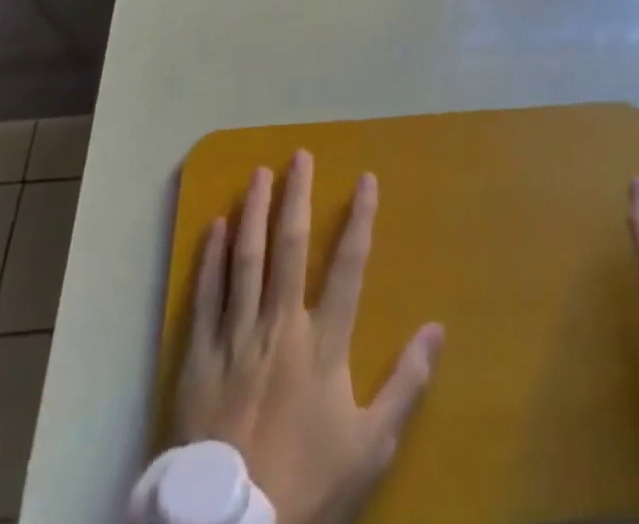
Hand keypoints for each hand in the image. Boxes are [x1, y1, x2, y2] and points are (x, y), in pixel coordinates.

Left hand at [174, 151, 444, 523]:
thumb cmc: (307, 482)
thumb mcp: (371, 444)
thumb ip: (406, 383)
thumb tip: (438, 328)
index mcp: (323, 343)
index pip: (349, 266)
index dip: (360, 219)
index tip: (367, 179)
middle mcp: (281, 326)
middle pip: (290, 248)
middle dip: (296, 197)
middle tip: (299, 156)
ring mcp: (236, 338)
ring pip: (245, 260)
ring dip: (253, 212)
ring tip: (257, 174)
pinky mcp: (200, 358)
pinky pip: (205, 296)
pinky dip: (210, 259)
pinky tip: (215, 226)